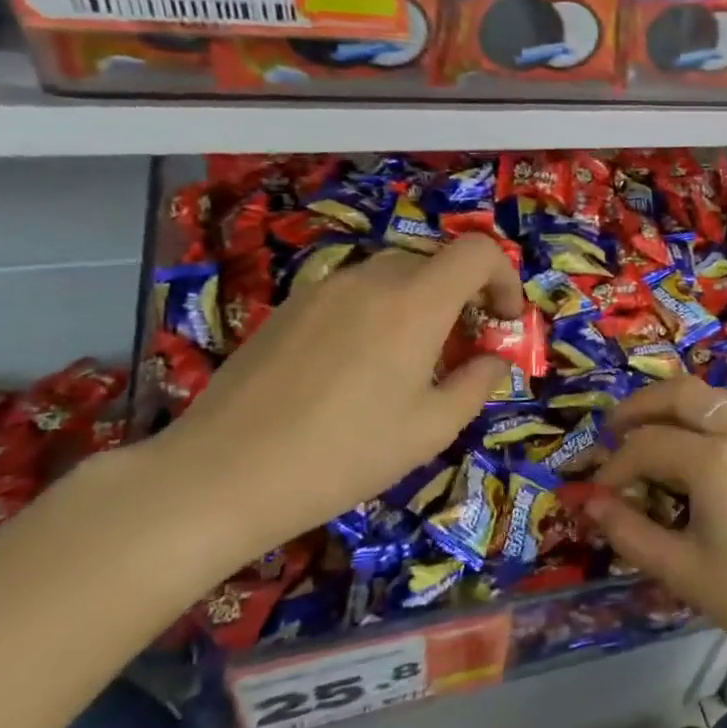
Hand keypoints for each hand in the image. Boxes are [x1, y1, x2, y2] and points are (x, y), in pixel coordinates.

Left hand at [139, 234, 522, 571]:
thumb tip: (494, 359)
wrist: (221, 475)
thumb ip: (477, 383)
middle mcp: (370, 280)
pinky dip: (380, 313)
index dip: (505, 277)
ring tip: (412, 363)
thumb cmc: (345, 454)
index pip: (478, 252)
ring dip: (422, 305)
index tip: (504, 322)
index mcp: (415, 303)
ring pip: (394, 276)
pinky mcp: (289, 308)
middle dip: (465, 297)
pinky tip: (358, 370)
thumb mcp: (433, 428)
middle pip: (437, 262)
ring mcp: (323, 290)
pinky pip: (354, 294)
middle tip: (464, 350)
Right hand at [580, 375, 726, 678]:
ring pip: (712, 398)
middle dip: (640, 405)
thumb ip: (630, 533)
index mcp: (715, 461)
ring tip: (646, 435)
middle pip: (682, 392)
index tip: (597, 493)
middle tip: (611, 430)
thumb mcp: (682, 571)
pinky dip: (702, 419)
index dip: (614, 465)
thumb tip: (591, 503)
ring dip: (674, 406)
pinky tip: (690, 454)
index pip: (647, 444)